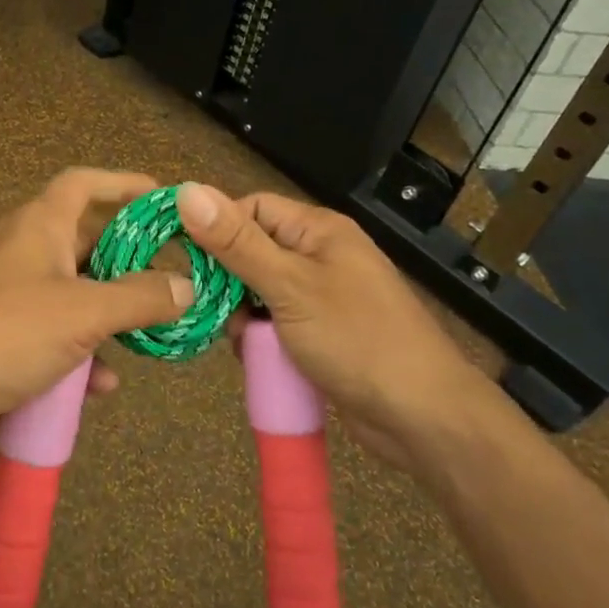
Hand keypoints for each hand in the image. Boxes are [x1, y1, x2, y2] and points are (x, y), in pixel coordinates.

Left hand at [0, 169, 193, 458]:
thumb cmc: (6, 333)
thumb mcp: (82, 312)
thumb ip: (140, 298)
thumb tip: (187, 287)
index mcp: (38, 225)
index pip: (83, 184)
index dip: (123, 183)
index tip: (163, 198)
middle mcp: (23, 251)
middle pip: (85, 241)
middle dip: (128, 261)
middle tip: (171, 277)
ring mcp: (10, 294)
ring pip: (73, 293)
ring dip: (109, 314)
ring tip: (149, 334)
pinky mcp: (3, 336)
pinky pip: (54, 334)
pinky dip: (81, 353)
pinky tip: (102, 385)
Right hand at [176, 182, 495, 470]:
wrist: (422, 417)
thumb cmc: (356, 339)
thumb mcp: (288, 287)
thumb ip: (236, 242)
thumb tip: (186, 191)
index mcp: (318, 230)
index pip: (250, 210)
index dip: (216, 231)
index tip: (188, 265)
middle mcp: (320, 255)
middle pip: (252, 252)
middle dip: (229, 283)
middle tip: (219, 314)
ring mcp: (323, 297)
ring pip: (259, 293)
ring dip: (243, 317)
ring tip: (244, 344)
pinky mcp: (322, 333)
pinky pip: (276, 324)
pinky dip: (261, 339)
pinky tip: (259, 359)